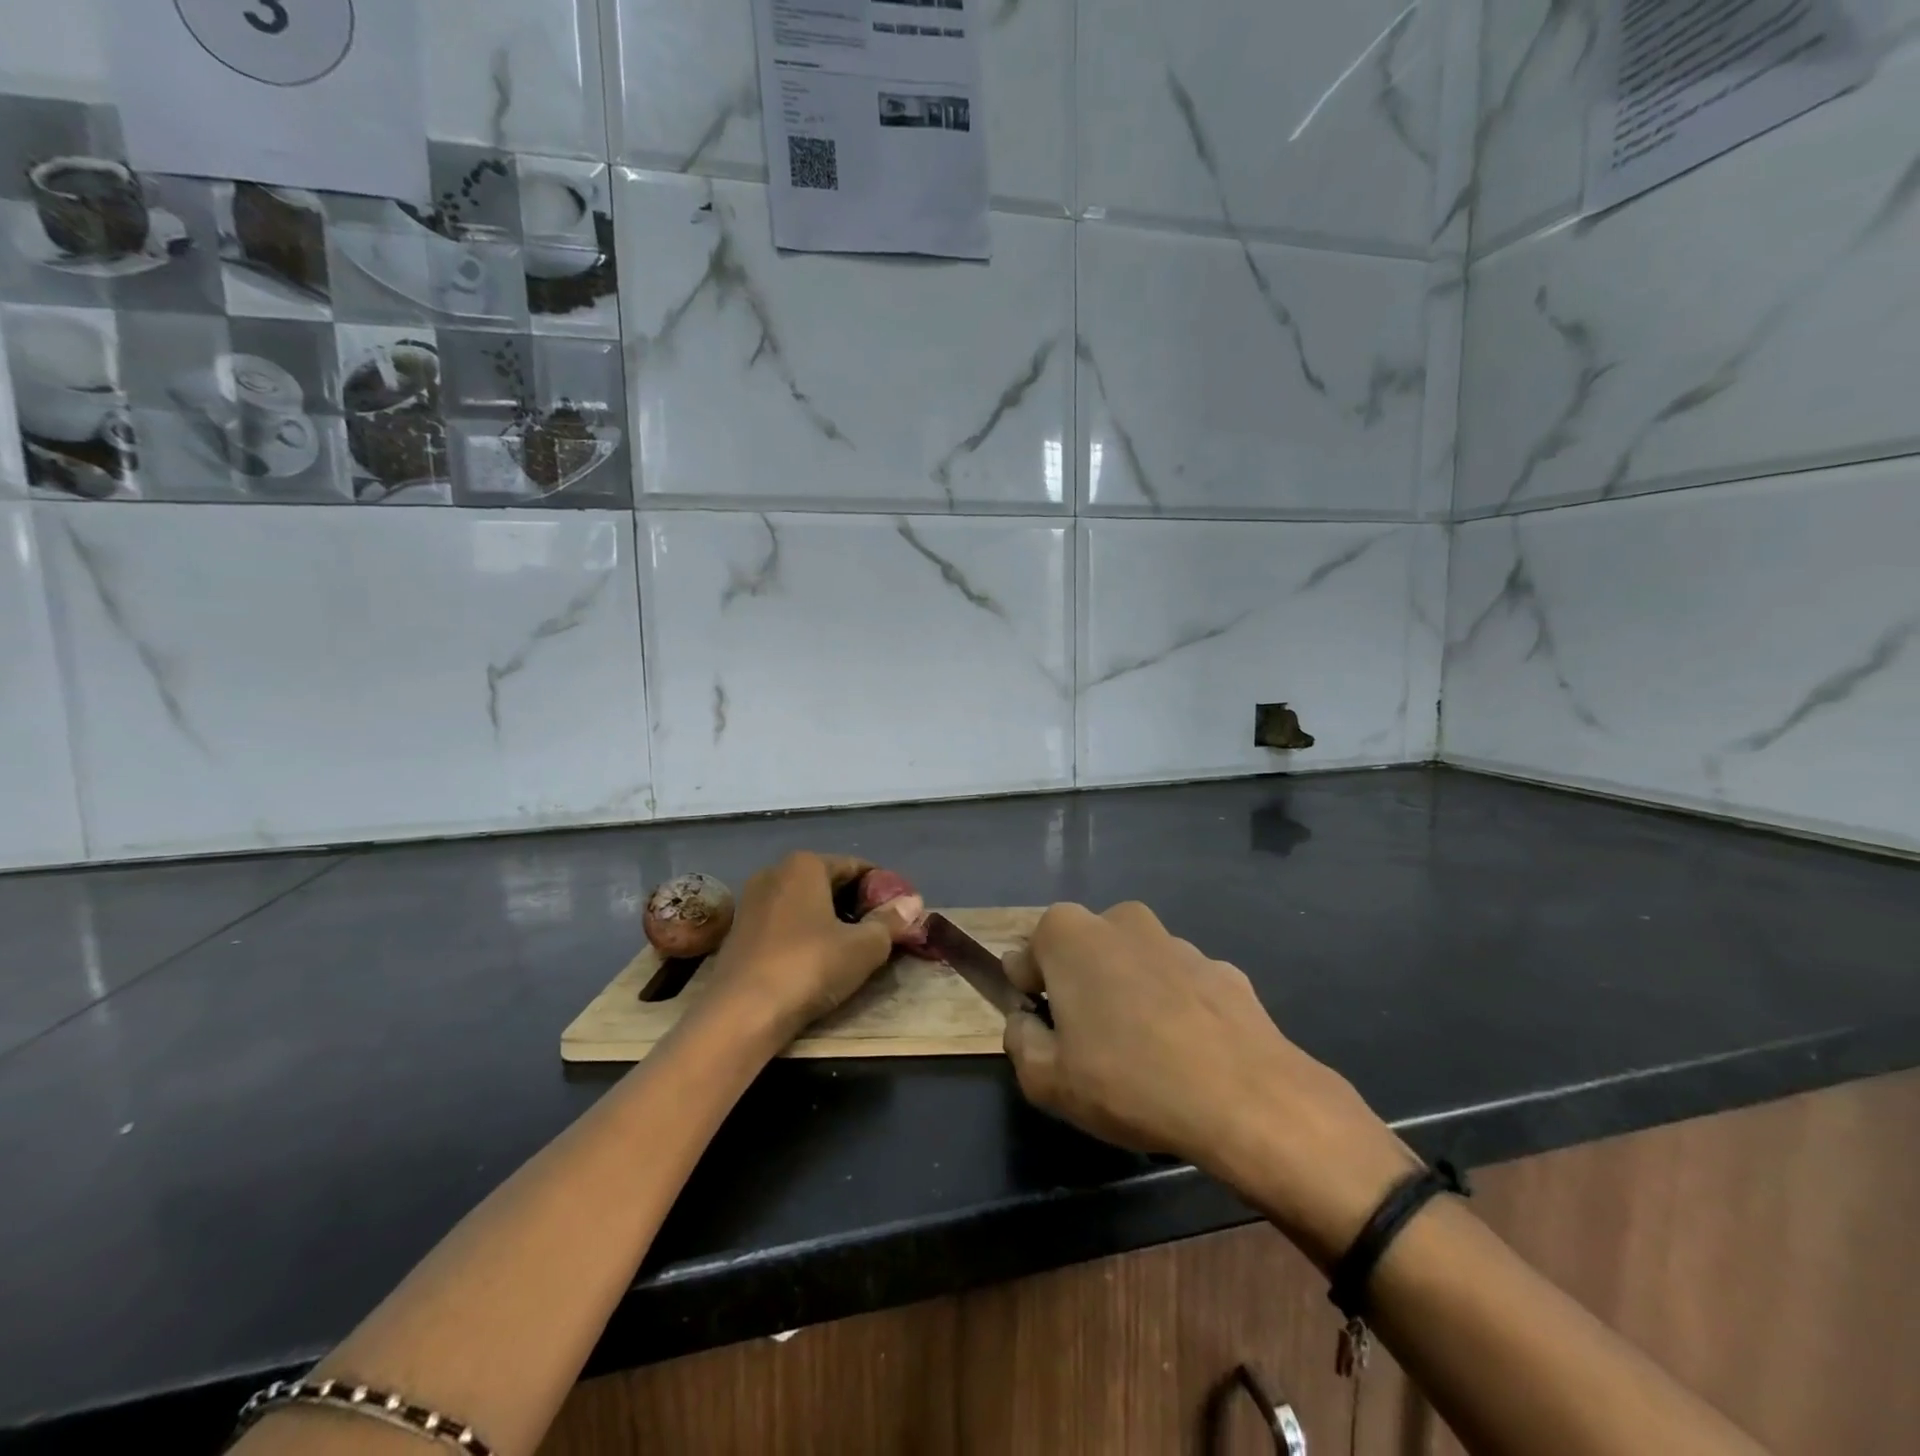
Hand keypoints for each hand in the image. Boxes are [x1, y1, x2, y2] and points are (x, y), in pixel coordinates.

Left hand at [699, 853, 912, 1046]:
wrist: (740, 1014)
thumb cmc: (809, 967)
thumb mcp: (863, 947)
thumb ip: (890, 921)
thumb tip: (914, 902)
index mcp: (805, 864)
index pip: (857, 867)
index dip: (884, 889)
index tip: (902, 914)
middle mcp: (775, 872)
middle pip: (829, 882)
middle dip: (857, 905)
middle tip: (882, 933)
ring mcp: (752, 901)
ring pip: (805, 903)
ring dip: (831, 920)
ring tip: (853, 949)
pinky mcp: (739, 931)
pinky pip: (784, 922)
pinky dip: (805, 933)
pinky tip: (817, 960)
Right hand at [1002, 901, 1416, 1266]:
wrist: (1247, 1098)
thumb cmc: (1128, 1081)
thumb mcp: (1046, 1080)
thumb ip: (1020, 1040)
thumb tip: (1027, 1022)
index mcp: (1068, 934)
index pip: (1025, 957)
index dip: (1028, 997)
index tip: (1046, 1035)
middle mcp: (1120, 920)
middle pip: (1081, 954)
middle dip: (1077, 990)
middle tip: (1090, 1047)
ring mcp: (1176, 940)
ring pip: (1132, 966)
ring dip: (1127, 997)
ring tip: (1143, 1058)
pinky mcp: (1220, 966)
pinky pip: (1179, 985)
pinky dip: (1174, 1009)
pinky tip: (1187, 1055)